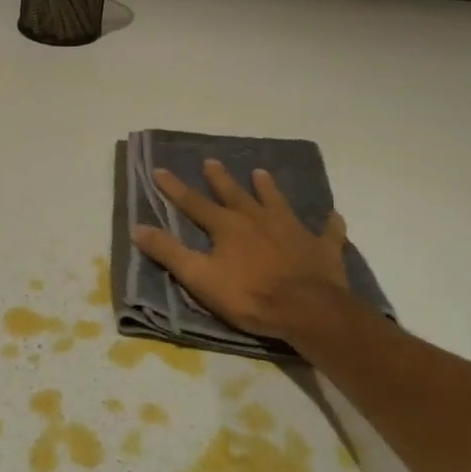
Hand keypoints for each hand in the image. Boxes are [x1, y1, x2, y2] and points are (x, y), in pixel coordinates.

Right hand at [131, 159, 355, 341]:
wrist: (307, 310)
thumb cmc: (249, 296)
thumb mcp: (199, 277)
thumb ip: (169, 252)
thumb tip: (138, 227)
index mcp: (228, 227)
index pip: (194, 203)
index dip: (175, 188)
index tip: (159, 170)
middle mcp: (259, 220)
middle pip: (236, 195)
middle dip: (220, 179)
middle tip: (212, 162)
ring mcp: (294, 231)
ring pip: (278, 203)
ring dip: (268, 189)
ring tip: (261, 173)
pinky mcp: (322, 248)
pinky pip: (327, 231)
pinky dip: (329, 224)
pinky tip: (332, 216)